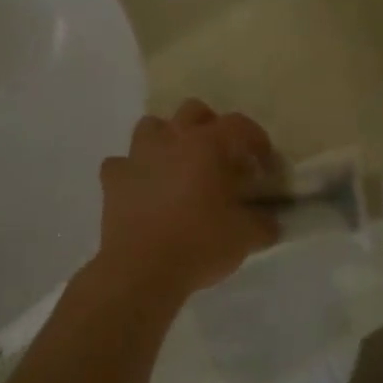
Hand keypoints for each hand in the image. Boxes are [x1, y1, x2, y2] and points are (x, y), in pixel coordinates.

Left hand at [94, 101, 278, 301]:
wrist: (140, 272)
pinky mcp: (112, 180)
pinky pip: (122, 163)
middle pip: (193, 111)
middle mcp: (172, 140)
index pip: (240, 125)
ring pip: (152, 126)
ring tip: (179, 165)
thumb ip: (263, 223)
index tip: (264, 164)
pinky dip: (134, 171)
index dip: (257, 140)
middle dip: (211, 127)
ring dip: (168, 139)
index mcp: (208, 145)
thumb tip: (269, 222)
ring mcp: (138, 156)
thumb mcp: (246, 236)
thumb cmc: (199, 244)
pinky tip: (144, 188)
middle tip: (221, 158)